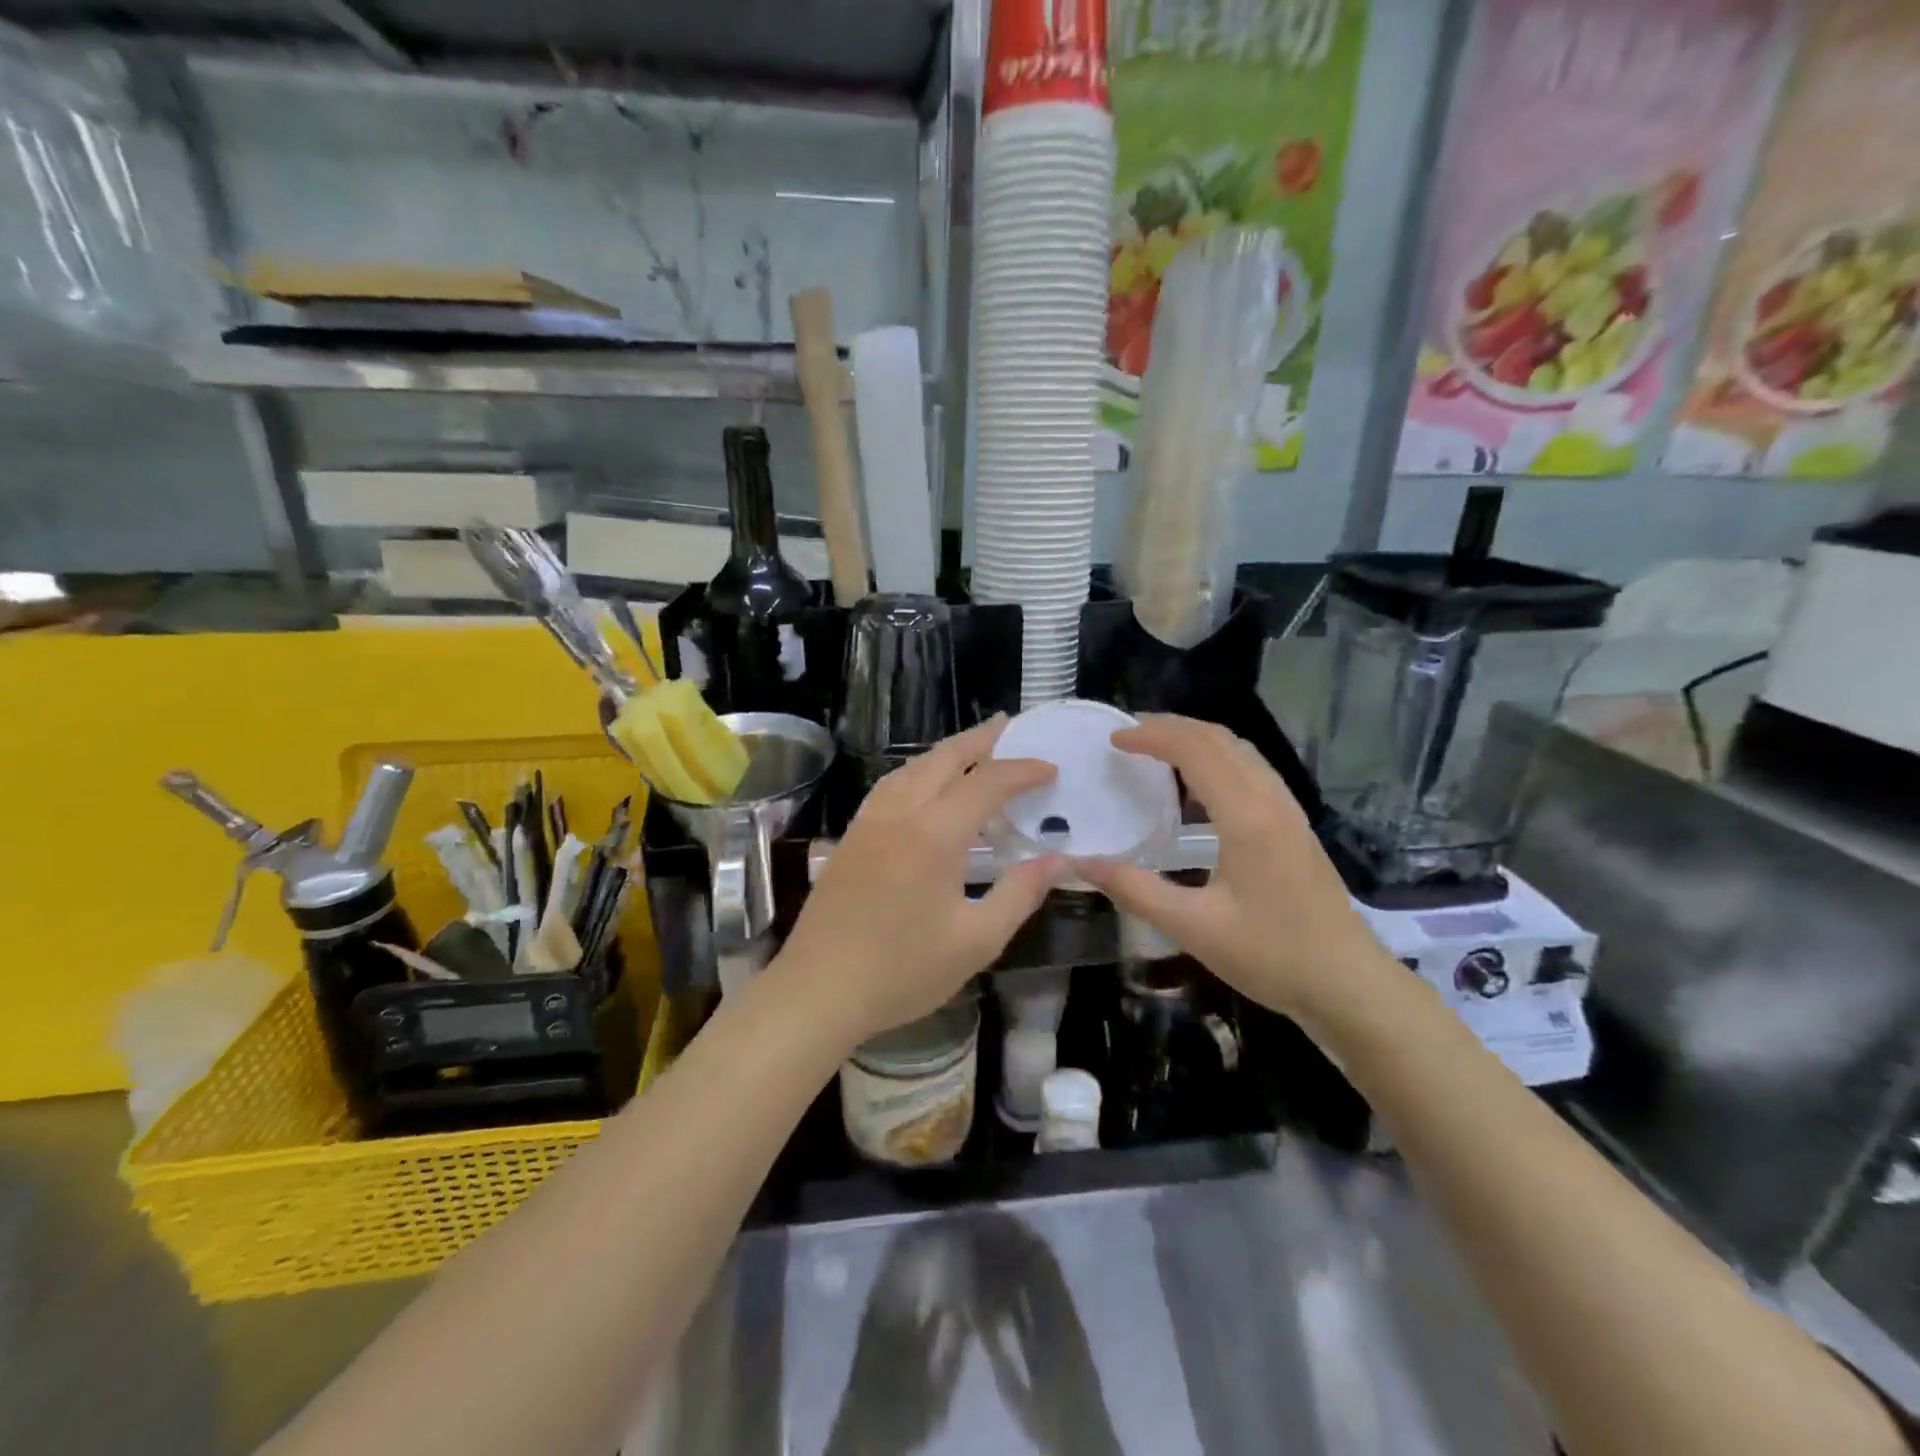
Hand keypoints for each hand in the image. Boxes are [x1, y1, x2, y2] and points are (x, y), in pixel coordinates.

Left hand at [775, 717, 1063, 1046]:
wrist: (818, 990)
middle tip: (1009, 726)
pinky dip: (917, 772)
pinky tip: (924, 786)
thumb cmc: (902, 971)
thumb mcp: (976, 941)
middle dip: (980, 740)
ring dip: (946, 753)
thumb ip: (1020, 893)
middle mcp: (900, 813)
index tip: (1050, 768)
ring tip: (973, 750)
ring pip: (911, 767)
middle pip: (944, 759)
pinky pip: (890, 786)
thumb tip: (1057, 860)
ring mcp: (868, 822)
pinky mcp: (850, 837)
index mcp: (935, 833)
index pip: (987, 783)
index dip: (1022, 771)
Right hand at [1074, 715, 1383, 1018]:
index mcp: (1247, 816)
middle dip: (1172, 726)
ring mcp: (1288, 811)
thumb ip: (1135, 890)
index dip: (1151, 736)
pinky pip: (1252, 771)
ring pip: (1240, 751)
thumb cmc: (1273, 956)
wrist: (1349, 985)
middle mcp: (1270, 801)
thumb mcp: (1194, 928)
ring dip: (1196, 739)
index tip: (1113, 741)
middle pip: (1220, 739)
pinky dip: (1216, 760)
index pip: (1195, 750)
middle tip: (1128, 734)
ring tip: (1156, 748)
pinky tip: (1196, 787)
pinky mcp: (1294, 826)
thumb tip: (1080, 864)